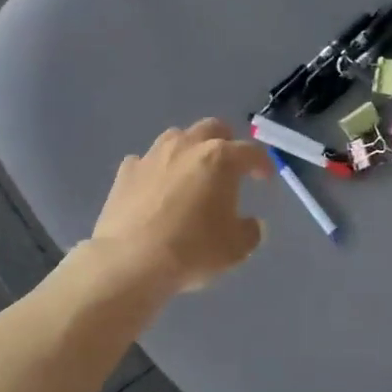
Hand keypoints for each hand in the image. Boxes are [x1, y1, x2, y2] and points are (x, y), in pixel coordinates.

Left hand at [89, 119, 273, 295]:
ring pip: (177, 137)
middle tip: (230, 165)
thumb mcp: (236, 248)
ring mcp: (152, 155)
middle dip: (226, 142)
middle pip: (212, 128)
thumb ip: (250, 230)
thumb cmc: (192, 251)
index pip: (251, 152)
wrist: (130, 262)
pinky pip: (146, 161)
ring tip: (192, 172)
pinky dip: (156, 169)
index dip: (262, 164)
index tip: (265, 178)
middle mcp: (186, 147)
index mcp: (220, 159)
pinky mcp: (126, 172)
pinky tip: (156, 187)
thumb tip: (250, 224)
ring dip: (190, 149)